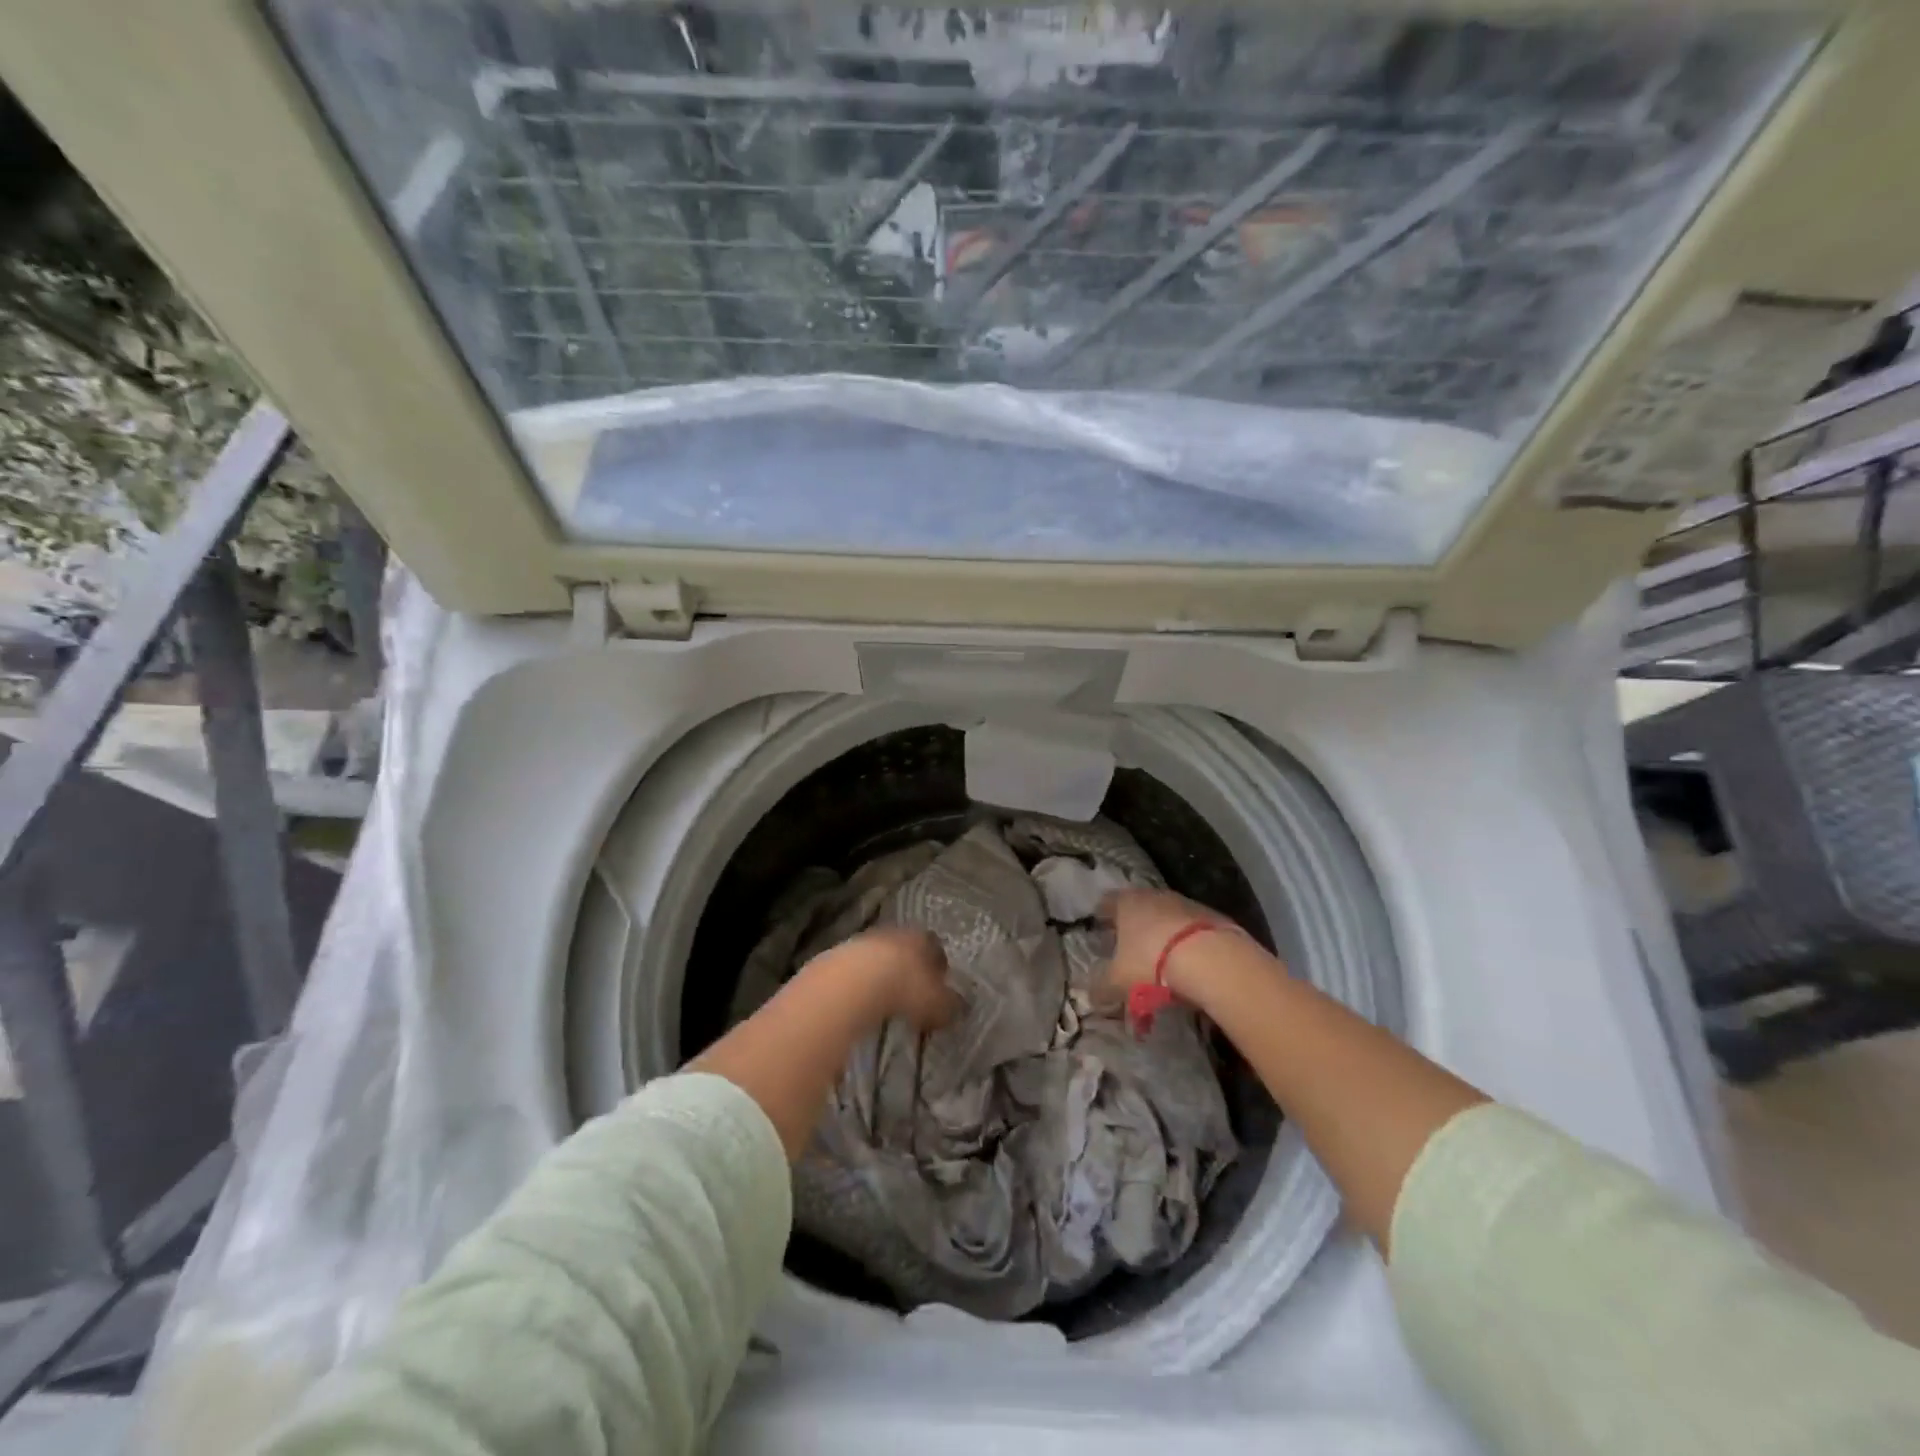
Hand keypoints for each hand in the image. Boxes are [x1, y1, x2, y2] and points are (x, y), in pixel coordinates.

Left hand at [833, 926, 960, 1033]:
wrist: (853, 982)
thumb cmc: (905, 989)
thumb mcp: (937, 1004)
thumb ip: (950, 1005)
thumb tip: (959, 1007)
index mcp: (923, 938)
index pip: (936, 947)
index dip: (938, 965)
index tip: (938, 984)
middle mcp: (895, 932)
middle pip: (906, 947)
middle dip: (909, 965)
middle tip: (912, 989)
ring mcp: (865, 940)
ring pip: (879, 954)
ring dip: (882, 971)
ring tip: (884, 996)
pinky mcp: (838, 954)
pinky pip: (856, 967)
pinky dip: (860, 981)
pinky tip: (861, 998)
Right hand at [1097, 888, 1238, 1003]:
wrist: (1212, 959)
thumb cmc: (1152, 962)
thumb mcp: (1118, 981)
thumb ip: (1101, 987)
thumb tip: (1092, 995)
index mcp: (1127, 902)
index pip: (1107, 902)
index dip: (1102, 916)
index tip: (1100, 929)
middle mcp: (1155, 896)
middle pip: (1139, 907)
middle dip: (1134, 926)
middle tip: (1129, 949)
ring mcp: (1186, 903)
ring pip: (1167, 917)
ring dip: (1163, 935)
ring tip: (1161, 961)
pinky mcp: (1213, 917)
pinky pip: (1192, 930)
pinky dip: (1187, 943)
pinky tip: (1189, 964)